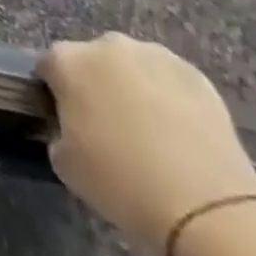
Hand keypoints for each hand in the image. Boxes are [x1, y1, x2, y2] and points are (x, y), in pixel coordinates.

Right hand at [39, 32, 255, 255]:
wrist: (206, 209)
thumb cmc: (121, 183)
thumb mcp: (66, 163)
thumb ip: (59, 132)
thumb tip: (72, 128)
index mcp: (67, 60)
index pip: (49, 66)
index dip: (56, 93)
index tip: (67, 120)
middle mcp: (107, 46)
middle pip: (92, 60)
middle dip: (96, 84)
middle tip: (108, 126)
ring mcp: (155, 56)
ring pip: (133, 66)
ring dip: (134, 87)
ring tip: (151, 131)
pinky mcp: (197, 75)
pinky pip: (170, 81)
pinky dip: (170, 98)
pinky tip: (180, 134)